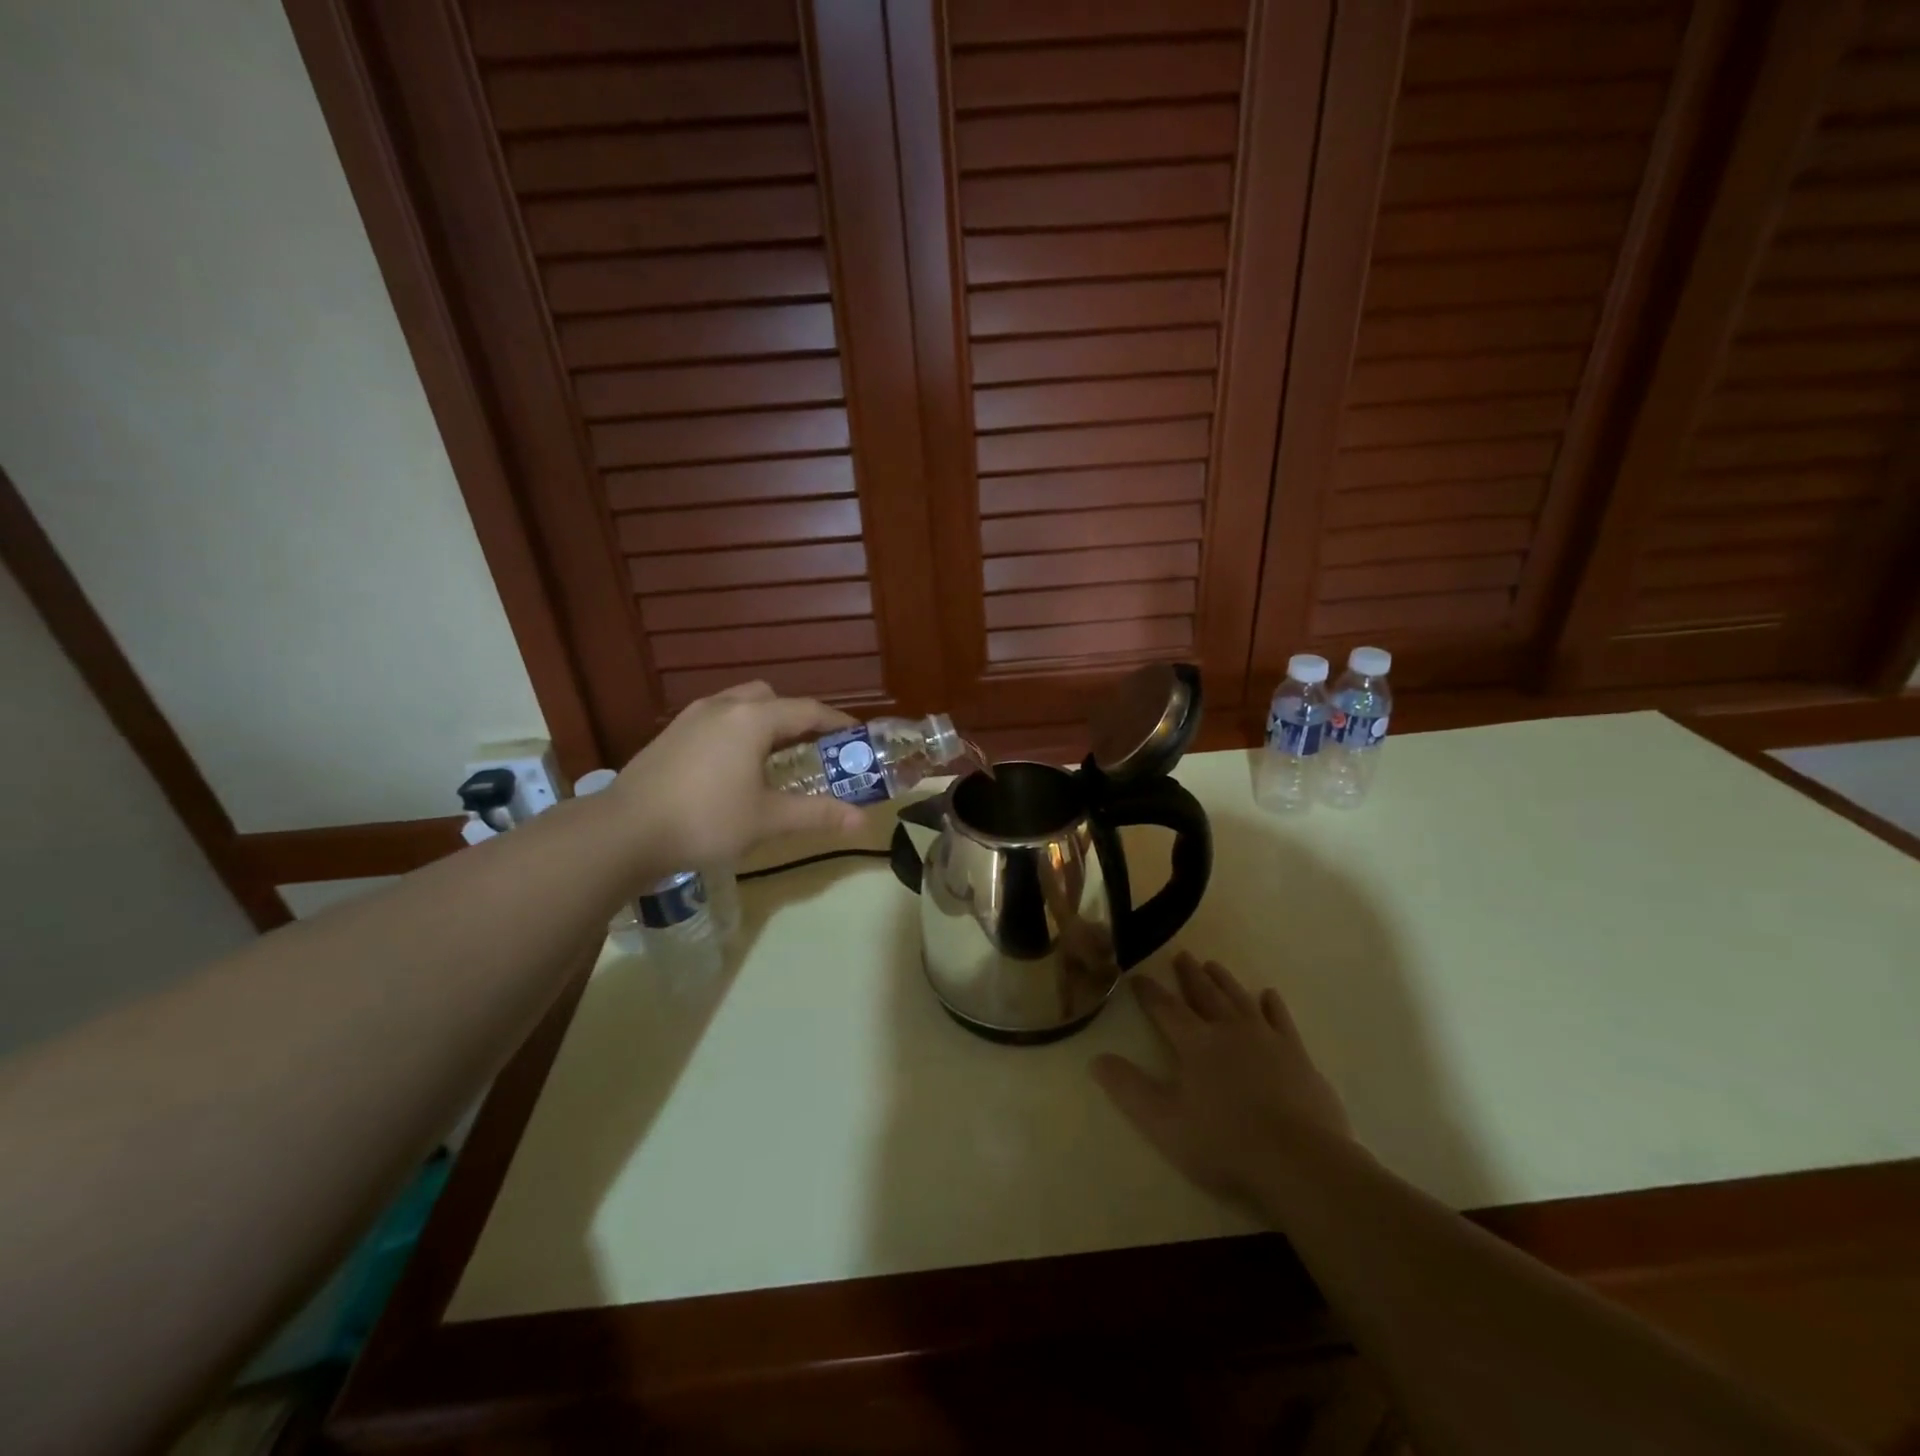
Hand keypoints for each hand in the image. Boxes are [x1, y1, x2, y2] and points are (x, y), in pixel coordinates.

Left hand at [609, 682, 865, 867]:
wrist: (625, 831)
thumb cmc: (706, 820)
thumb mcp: (768, 819)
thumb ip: (817, 814)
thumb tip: (861, 820)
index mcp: (753, 718)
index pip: (808, 710)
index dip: (837, 722)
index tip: (856, 735)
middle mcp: (724, 706)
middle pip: (771, 698)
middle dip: (796, 717)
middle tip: (811, 747)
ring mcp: (692, 717)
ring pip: (740, 705)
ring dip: (763, 722)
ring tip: (772, 757)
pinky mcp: (671, 734)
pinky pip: (716, 719)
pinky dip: (737, 731)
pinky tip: (733, 767)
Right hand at [1093, 953, 1351, 1203]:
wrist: (1300, 1162)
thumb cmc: (1225, 1143)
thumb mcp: (1164, 1122)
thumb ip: (1129, 1088)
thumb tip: (1096, 1059)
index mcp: (1195, 1043)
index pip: (1165, 1008)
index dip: (1149, 992)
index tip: (1137, 976)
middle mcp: (1229, 1030)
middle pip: (1205, 994)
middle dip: (1189, 975)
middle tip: (1181, 956)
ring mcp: (1267, 1039)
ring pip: (1240, 999)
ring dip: (1224, 981)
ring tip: (1213, 965)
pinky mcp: (1297, 1056)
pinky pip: (1281, 1019)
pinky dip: (1272, 1005)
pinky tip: (1268, 995)